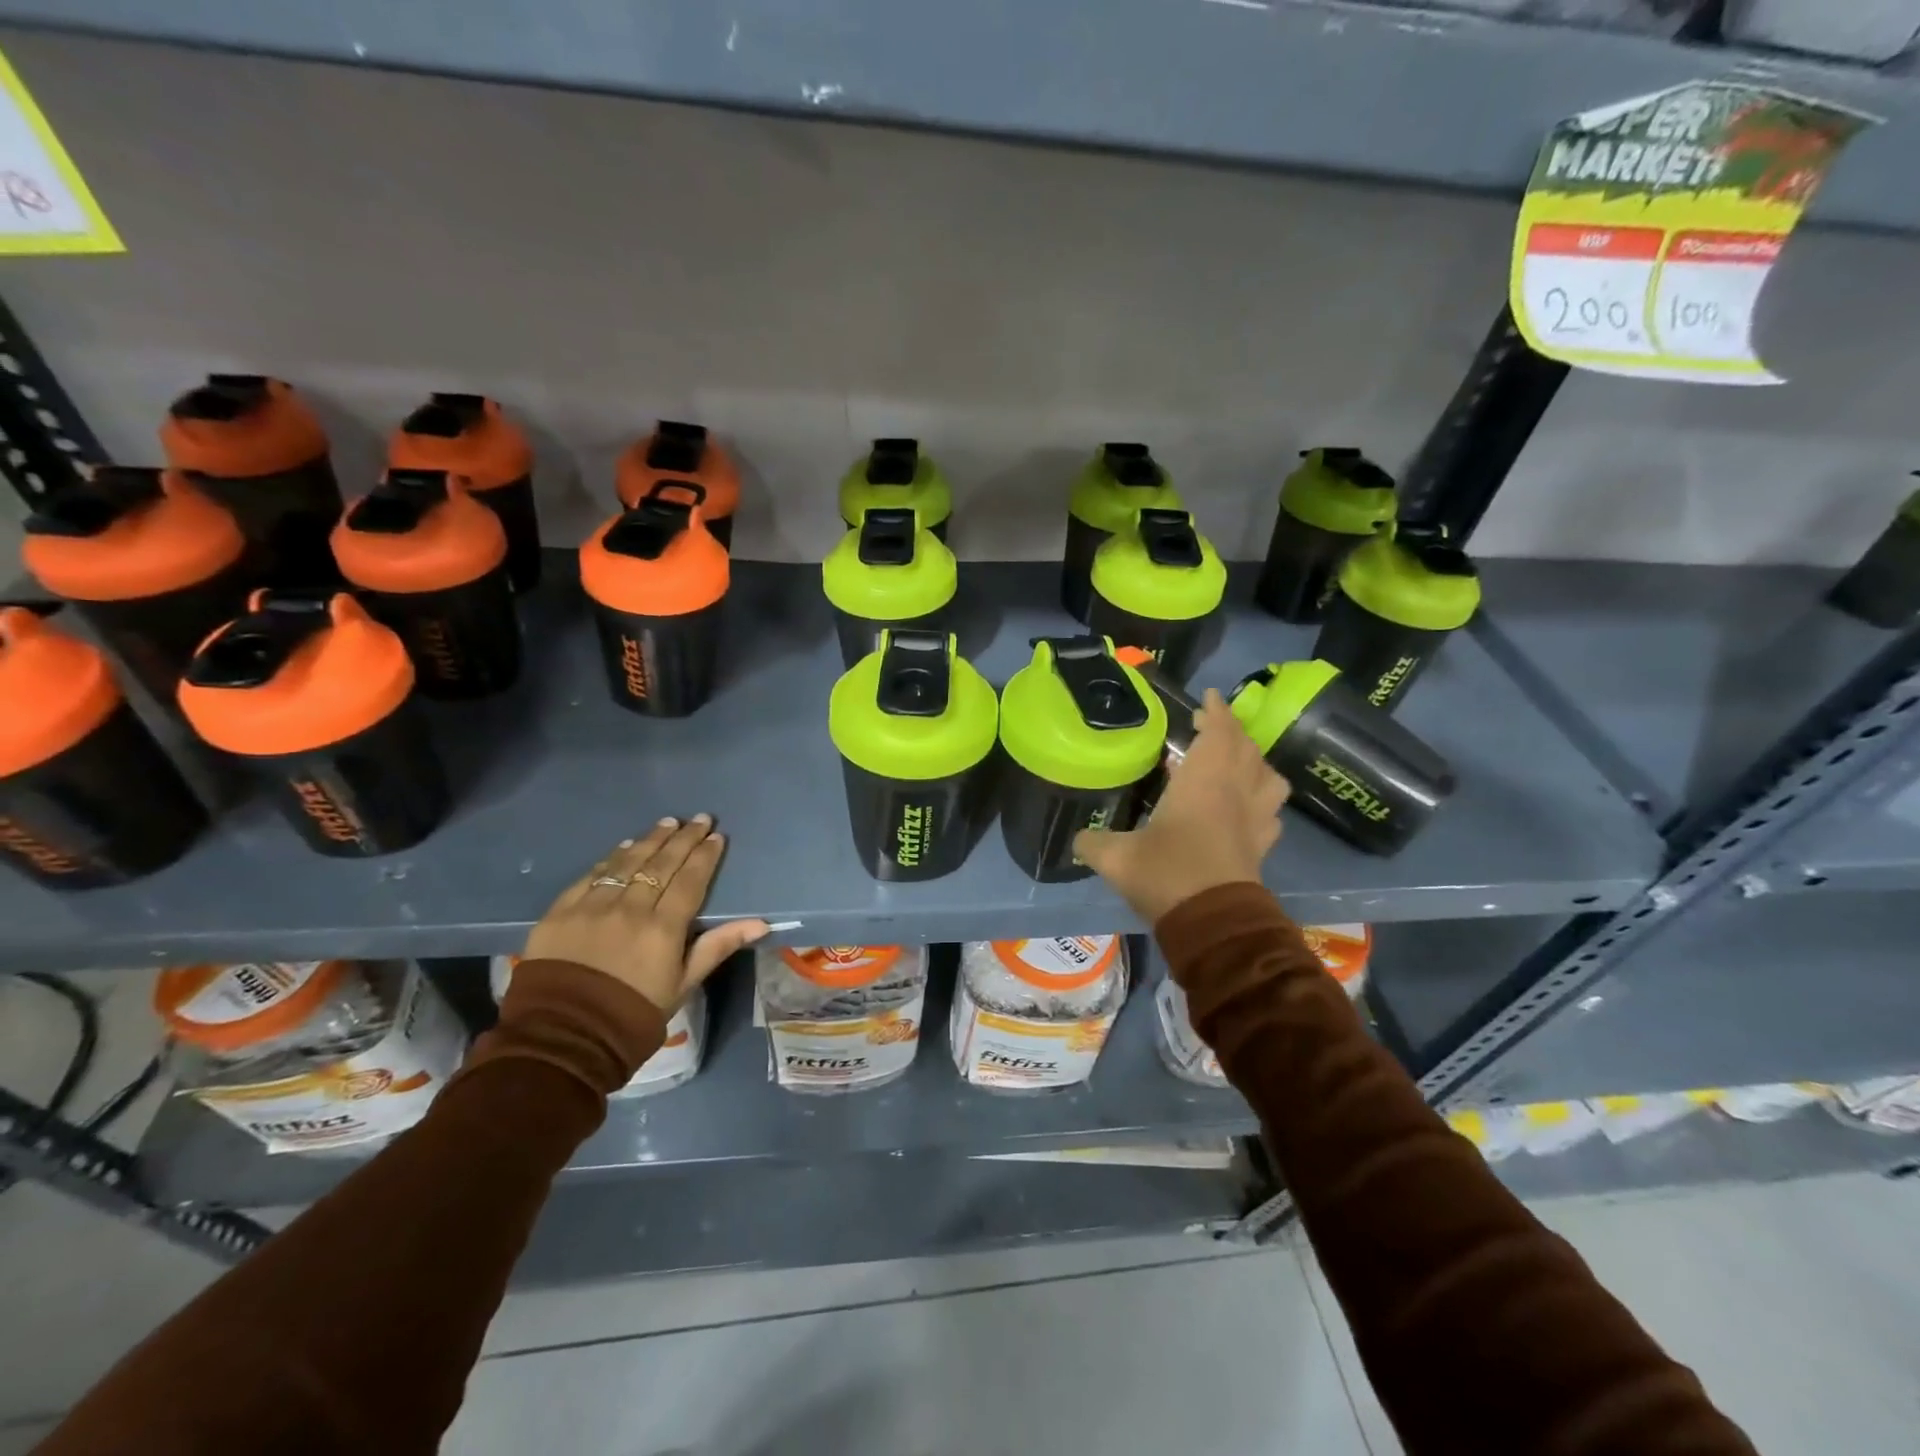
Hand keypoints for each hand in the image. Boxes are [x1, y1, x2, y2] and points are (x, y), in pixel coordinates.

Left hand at [523, 815, 769, 1013]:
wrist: (561, 1038)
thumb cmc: (633, 1014)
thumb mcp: (682, 985)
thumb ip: (717, 946)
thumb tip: (761, 923)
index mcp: (663, 927)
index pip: (691, 880)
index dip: (705, 856)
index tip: (716, 836)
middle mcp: (630, 907)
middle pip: (662, 863)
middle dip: (684, 838)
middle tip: (699, 818)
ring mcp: (593, 906)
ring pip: (628, 862)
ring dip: (651, 839)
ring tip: (667, 822)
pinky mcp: (561, 911)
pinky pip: (592, 875)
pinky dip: (612, 858)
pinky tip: (624, 846)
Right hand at [1074, 689, 1289, 924]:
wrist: (1213, 924)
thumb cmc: (1167, 874)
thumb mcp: (1116, 857)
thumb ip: (1093, 842)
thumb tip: (1079, 839)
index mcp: (1204, 781)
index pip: (1219, 732)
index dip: (1215, 712)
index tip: (1207, 698)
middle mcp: (1236, 791)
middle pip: (1246, 748)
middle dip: (1230, 731)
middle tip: (1209, 727)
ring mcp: (1255, 819)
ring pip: (1269, 777)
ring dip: (1254, 762)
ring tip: (1235, 763)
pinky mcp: (1261, 846)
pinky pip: (1270, 812)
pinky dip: (1262, 800)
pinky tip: (1246, 808)